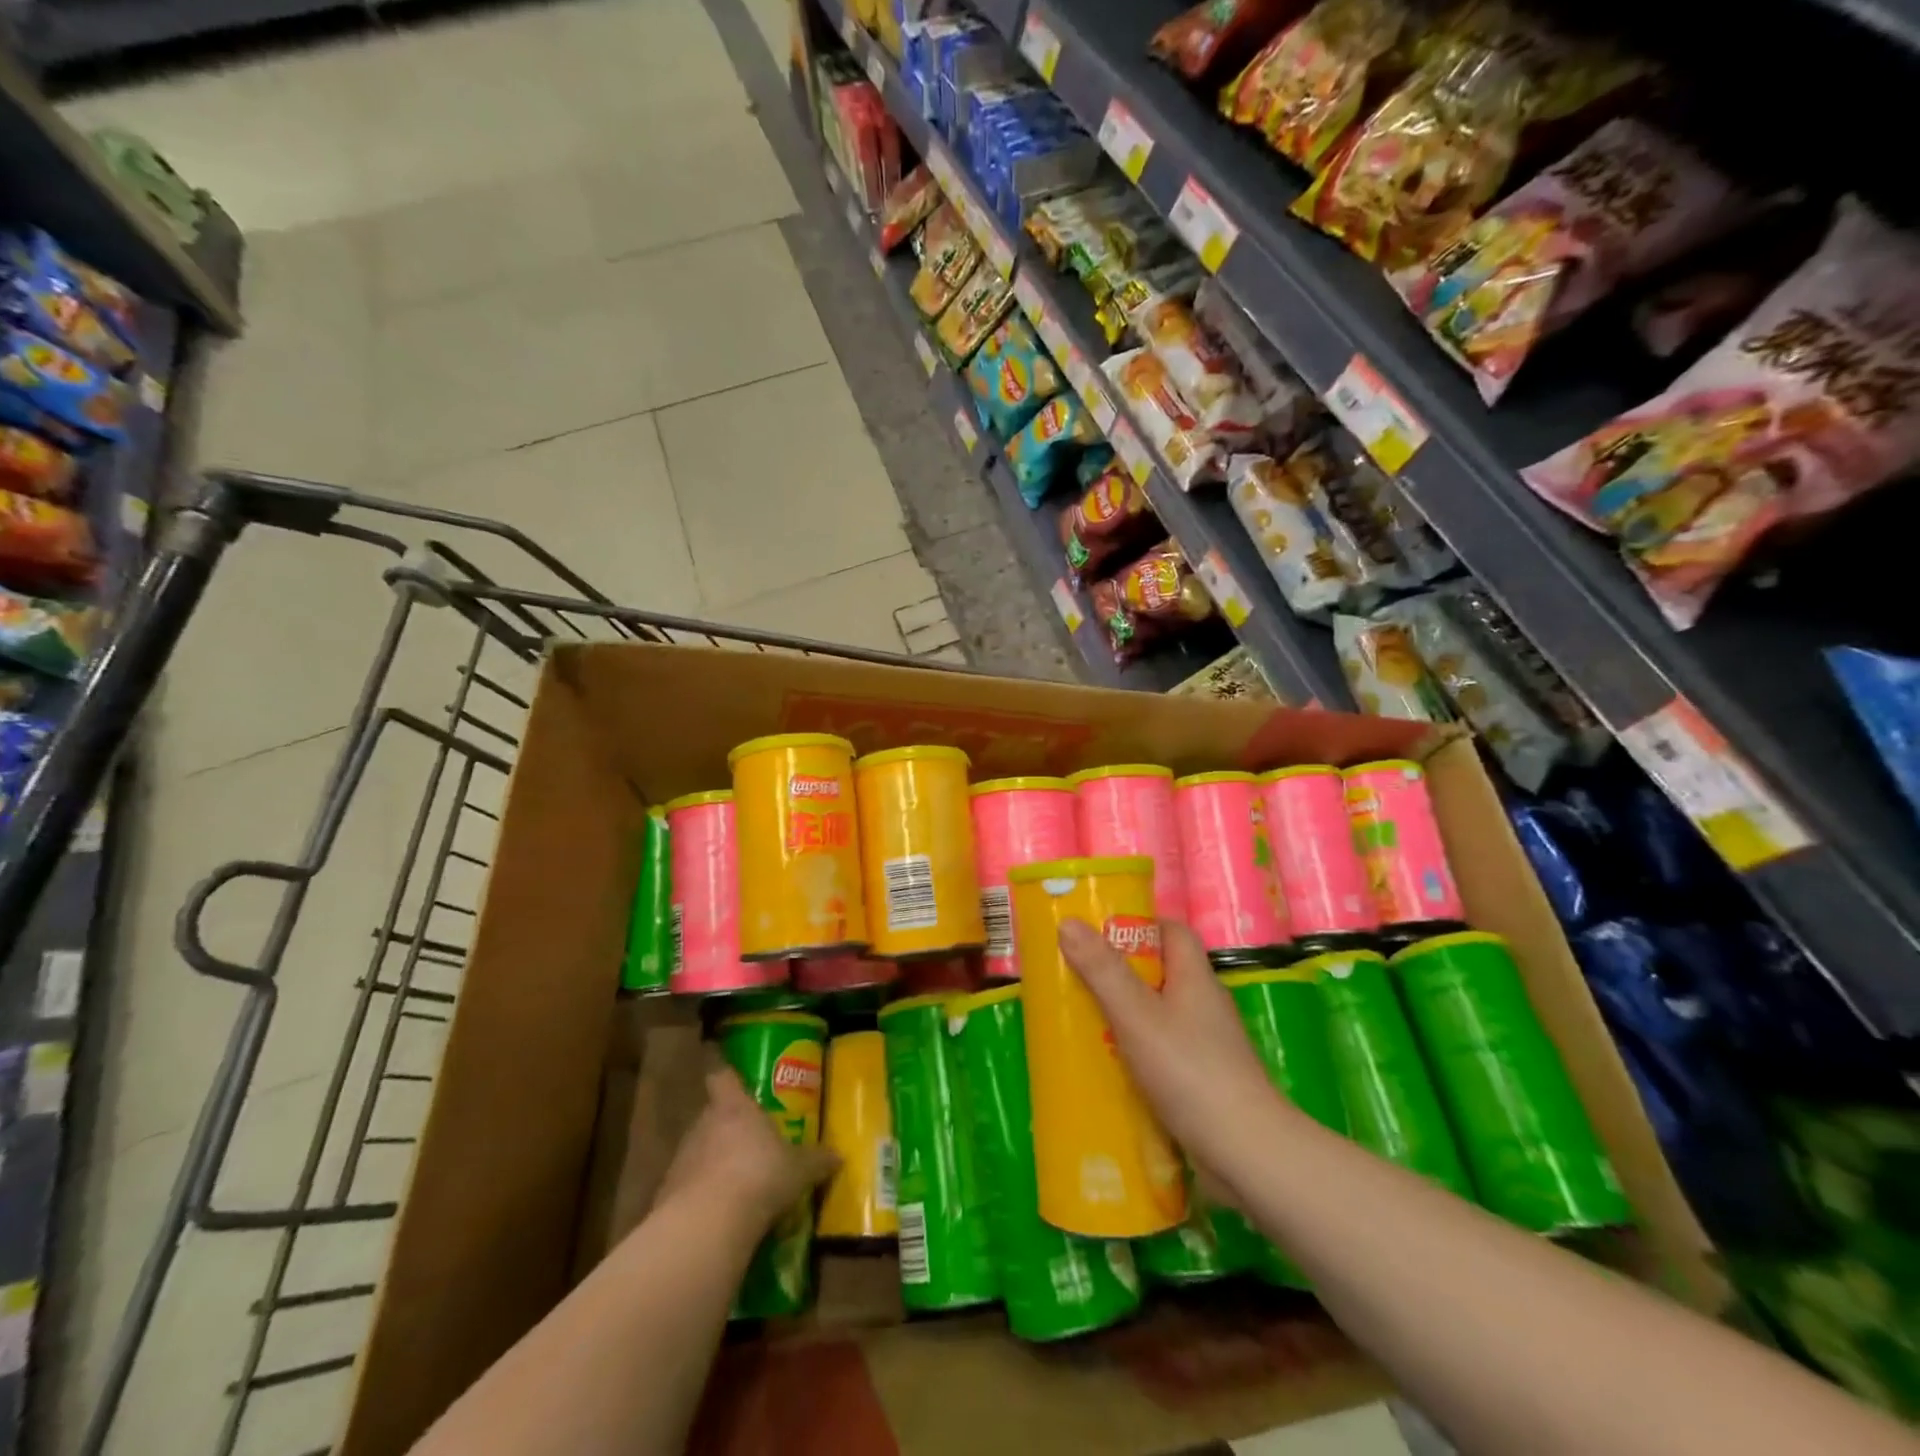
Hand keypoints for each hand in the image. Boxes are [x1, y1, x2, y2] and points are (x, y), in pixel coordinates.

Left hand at [659, 1066, 838, 1232]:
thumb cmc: (759, 1176)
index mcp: (734, 1107)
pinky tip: (720, 1215)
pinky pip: (689, 1188)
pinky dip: (702, 1197)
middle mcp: (703, 1125)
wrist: (708, 1224)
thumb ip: (816, 1161)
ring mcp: (682, 1160)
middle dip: (727, 1126)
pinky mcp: (667, 1196)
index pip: (722, 1076)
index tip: (725, 1069)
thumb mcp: (798, 1169)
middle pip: (712, 1116)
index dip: (724, 1072)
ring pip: (699, 1152)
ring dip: (714, 1163)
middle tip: (749, 1139)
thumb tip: (838, 1156)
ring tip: (737, 1182)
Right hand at [1058, 918, 1288, 1182]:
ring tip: (1082, 1019)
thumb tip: (1069, 922)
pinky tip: (1109, 1065)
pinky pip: (1162, 1050)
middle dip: (1119, 971)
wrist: (1246, 1152)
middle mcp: (1204, 1004)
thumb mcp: (1136, 1015)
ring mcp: (1207, 1044)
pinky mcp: (1203, 1079)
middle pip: (1161, 971)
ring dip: (1124, 1014)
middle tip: (1077, 976)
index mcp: (1195, 977)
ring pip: (1159, 1013)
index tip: (1099, 931)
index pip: (1172, 931)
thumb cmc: (1190, 1071)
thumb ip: (1102, 970)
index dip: (1138, 924)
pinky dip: (1136, 1051)